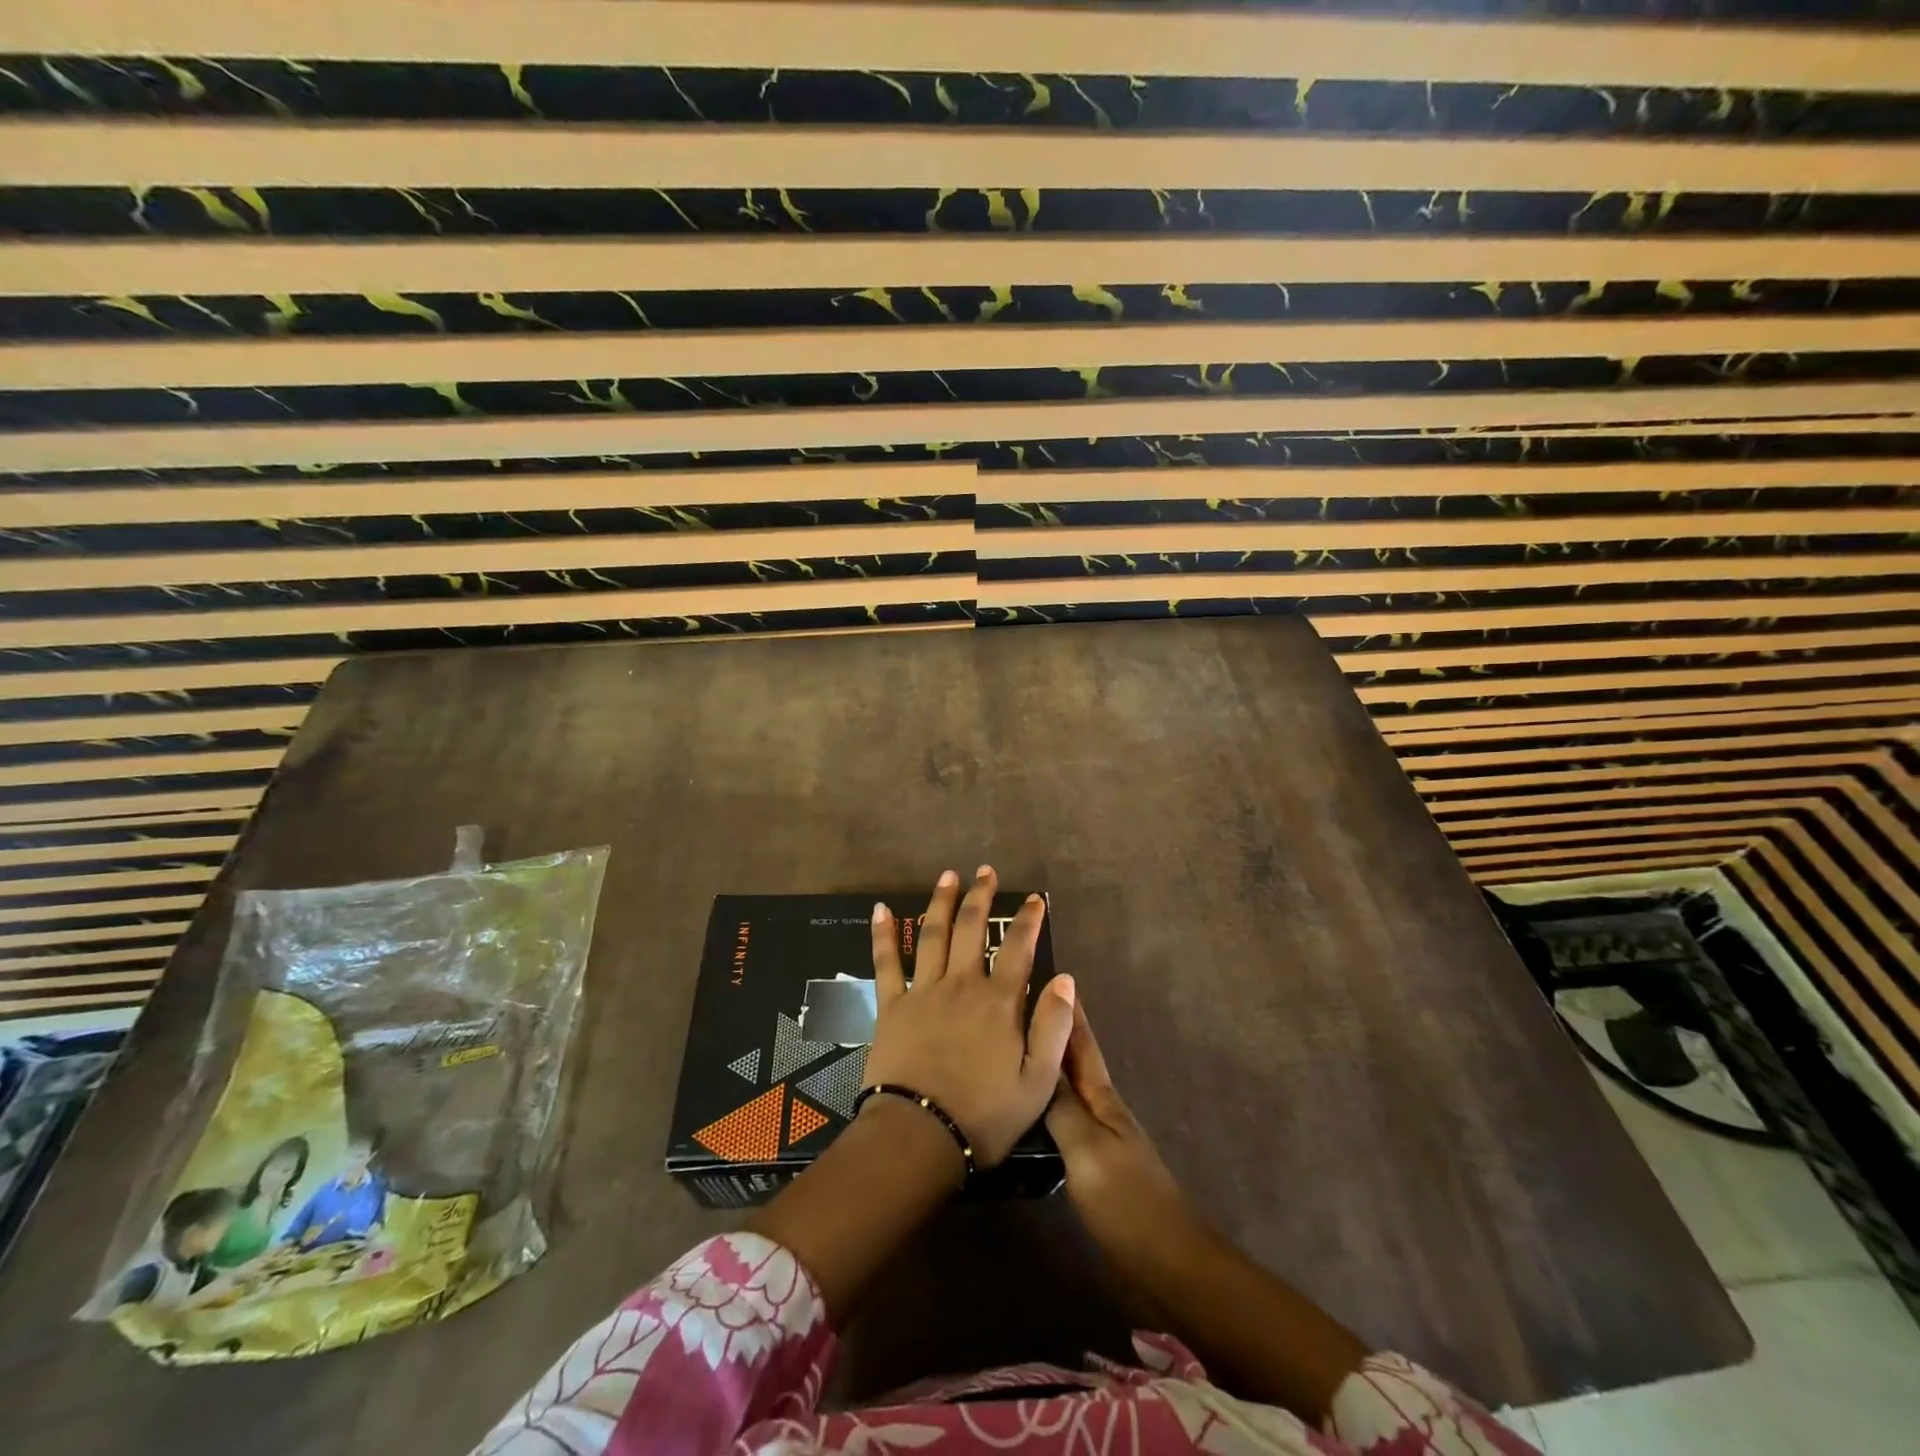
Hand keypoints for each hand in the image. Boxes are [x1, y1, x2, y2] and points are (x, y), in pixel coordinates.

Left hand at [865, 866, 1075, 1167]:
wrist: (920, 1136)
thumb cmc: (984, 1115)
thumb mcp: (1037, 1081)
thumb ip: (1053, 1026)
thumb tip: (1065, 977)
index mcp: (999, 1002)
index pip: (1018, 949)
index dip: (1028, 921)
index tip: (1034, 899)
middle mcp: (962, 984)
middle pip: (971, 929)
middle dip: (980, 897)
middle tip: (985, 871)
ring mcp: (923, 991)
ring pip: (933, 935)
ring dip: (941, 902)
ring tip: (948, 876)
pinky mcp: (891, 1006)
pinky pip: (886, 962)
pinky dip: (884, 934)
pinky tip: (881, 909)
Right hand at [1045, 1000, 1186, 1255]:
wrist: (1164, 1263)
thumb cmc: (1126, 1199)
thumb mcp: (1087, 1149)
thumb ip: (1061, 1108)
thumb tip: (1036, 1063)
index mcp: (1103, 1100)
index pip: (1082, 1046)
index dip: (1071, 1014)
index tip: (1056, 977)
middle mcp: (1101, 1112)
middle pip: (1074, 1064)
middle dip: (1055, 1033)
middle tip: (1025, 1006)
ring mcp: (1098, 1141)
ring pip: (1067, 1092)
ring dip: (1048, 1068)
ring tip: (1018, 1051)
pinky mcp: (1092, 1168)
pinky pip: (1062, 1124)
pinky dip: (1046, 1106)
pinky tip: (1029, 1111)